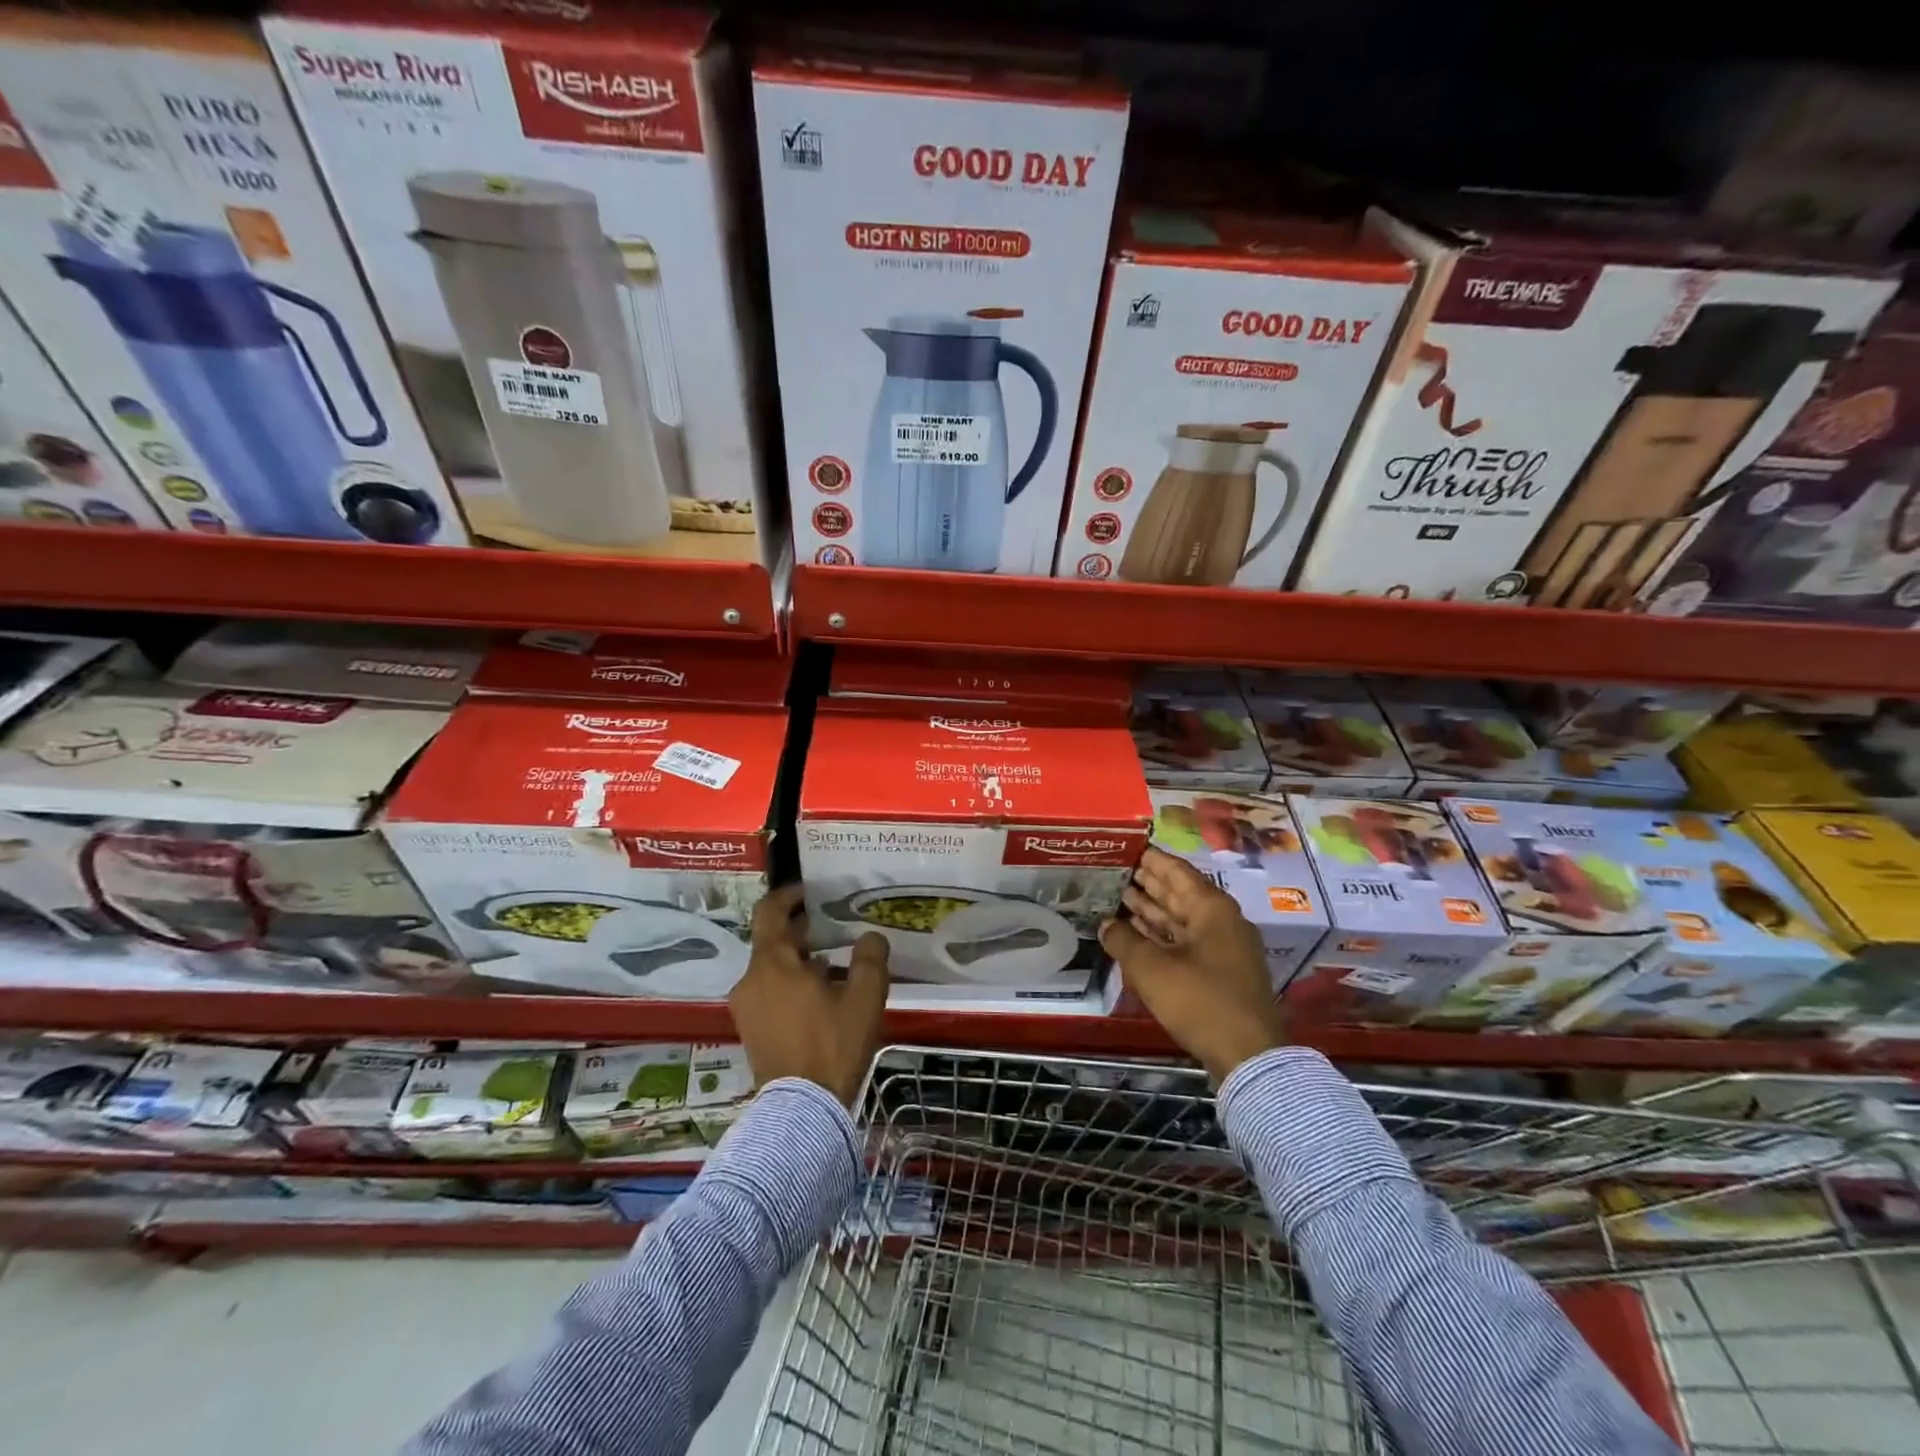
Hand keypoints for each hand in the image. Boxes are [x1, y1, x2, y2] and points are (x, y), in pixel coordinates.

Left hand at [730, 884, 888, 1106]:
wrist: (801, 1110)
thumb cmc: (832, 1044)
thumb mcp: (864, 997)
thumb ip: (870, 958)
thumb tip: (870, 937)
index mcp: (772, 963)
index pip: (770, 911)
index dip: (790, 895)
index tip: (812, 892)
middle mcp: (750, 980)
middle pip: (773, 942)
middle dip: (804, 933)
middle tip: (837, 929)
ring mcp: (746, 1008)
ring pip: (773, 969)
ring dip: (801, 962)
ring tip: (837, 968)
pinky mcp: (750, 1031)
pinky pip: (770, 993)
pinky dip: (792, 985)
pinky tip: (823, 999)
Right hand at [1100, 847, 1285, 1082]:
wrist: (1249, 1055)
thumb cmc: (1200, 1000)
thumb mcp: (1151, 969)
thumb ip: (1124, 940)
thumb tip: (1105, 924)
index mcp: (1211, 908)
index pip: (1176, 871)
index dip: (1150, 858)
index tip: (1126, 847)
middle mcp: (1221, 920)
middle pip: (1179, 893)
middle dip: (1148, 883)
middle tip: (1116, 870)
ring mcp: (1224, 947)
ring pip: (1182, 918)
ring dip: (1152, 909)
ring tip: (1119, 897)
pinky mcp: (1221, 971)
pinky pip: (1185, 940)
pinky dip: (1162, 934)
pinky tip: (1137, 933)